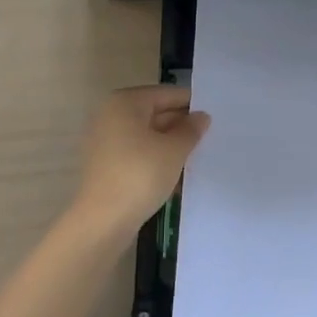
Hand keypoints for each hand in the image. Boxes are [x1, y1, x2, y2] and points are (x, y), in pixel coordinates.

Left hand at [74, 85, 210, 236]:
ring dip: (170, 145)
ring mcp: (105, 141)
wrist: (102, 222)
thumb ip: (191, 130)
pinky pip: (137, 154)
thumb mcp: (174, 150)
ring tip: (198, 156)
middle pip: (155, 113)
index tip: (214, 114)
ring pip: (147, 136)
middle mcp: (111, 115)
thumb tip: (201, 117)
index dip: (191, 103)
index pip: (166, 94)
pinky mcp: (105, 165)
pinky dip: (156, 159)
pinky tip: (177, 175)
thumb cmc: (140, 175)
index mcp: (125, 102)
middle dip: (181, 126)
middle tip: (210, 136)